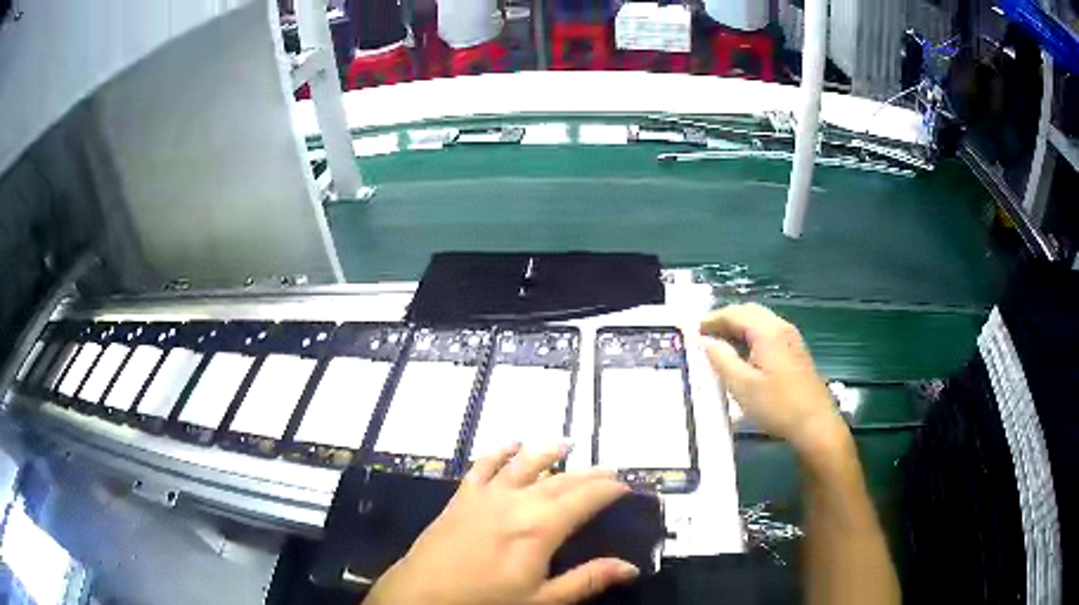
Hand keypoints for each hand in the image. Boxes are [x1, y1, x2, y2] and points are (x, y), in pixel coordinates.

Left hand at [364, 443, 639, 604]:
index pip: (583, 499)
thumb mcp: (541, 600)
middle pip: (559, 480)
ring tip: (567, 443)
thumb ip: (586, 580)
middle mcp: (515, 502)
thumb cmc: (485, 601)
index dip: (607, 489)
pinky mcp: (462, 497)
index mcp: (539, 528)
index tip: (625, 485)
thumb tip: (630, 567)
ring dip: (547, 452)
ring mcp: (485, 496)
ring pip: (523, 465)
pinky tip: (510, 443)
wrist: (422, 594)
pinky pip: (483, 466)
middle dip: (587, 473)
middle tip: (609, 470)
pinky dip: (499, 451)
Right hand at [699, 303, 848, 455]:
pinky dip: (751, 336)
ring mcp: (792, 339)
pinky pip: (769, 333)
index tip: (692, 330)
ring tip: (720, 344)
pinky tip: (744, 355)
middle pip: (749, 312)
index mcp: (767, 331)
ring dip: (739, 327)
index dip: (712, 319)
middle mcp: (781, 327)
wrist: (815, 424)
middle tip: (704, 334)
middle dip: (725, 319)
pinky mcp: (796, 352)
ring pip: (760, 321)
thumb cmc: (777, 405)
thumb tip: (705, 340)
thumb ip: (721, 359)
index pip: (735, 313)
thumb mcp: (742, 385)